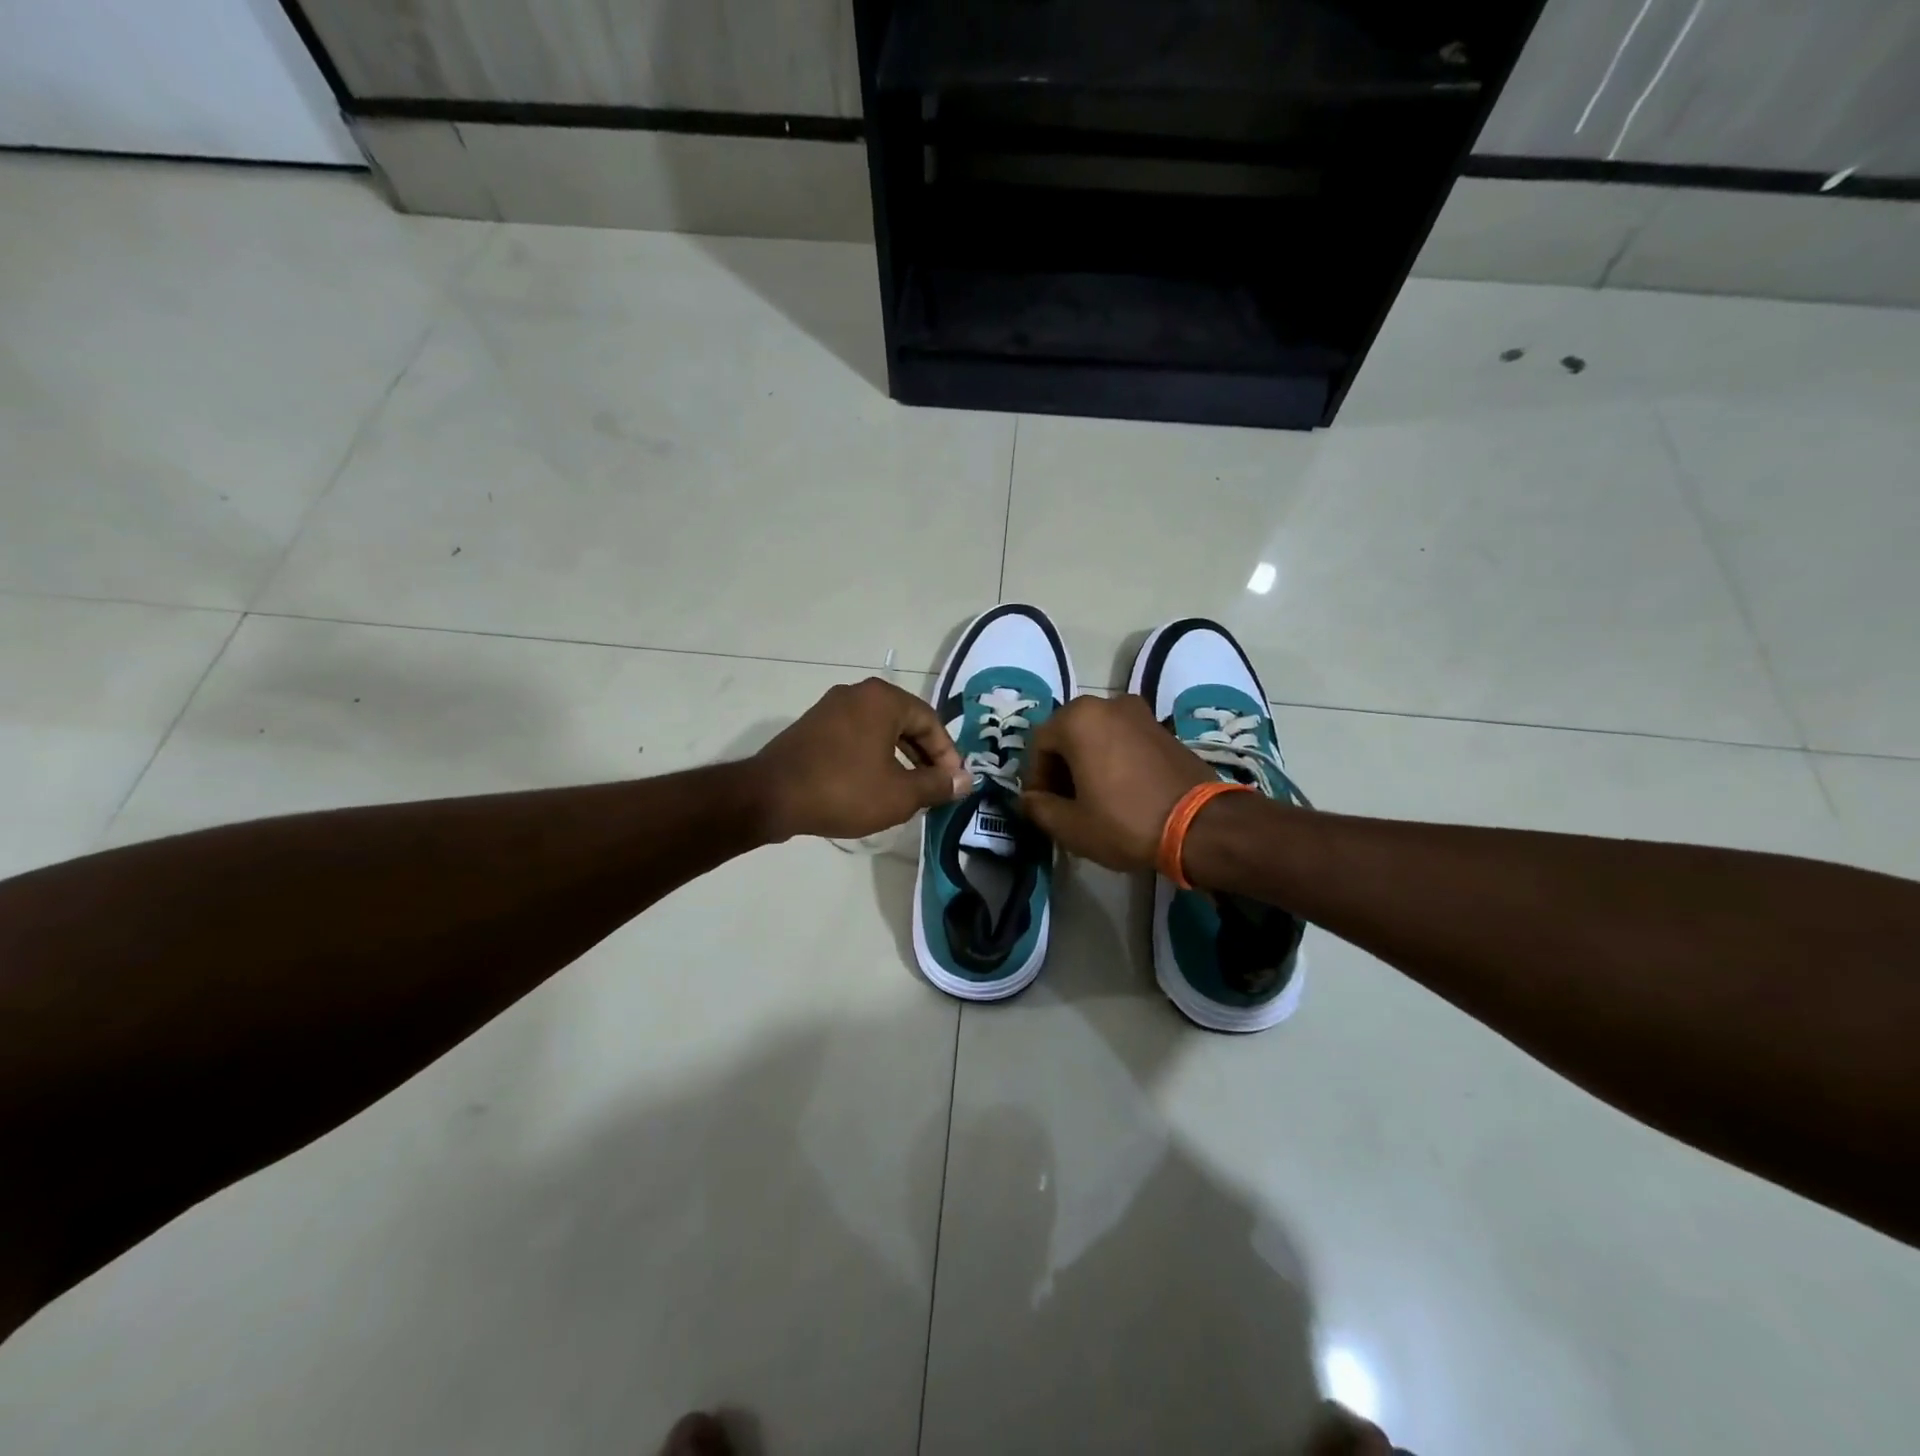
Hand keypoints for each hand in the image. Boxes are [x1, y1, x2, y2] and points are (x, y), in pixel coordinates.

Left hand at [752, 678, 971, 841]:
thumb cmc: (844, 790)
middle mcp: (858, 693)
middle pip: (905, 723)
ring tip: (908, 791)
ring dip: (900, 759)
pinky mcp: (813, 726)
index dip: (948, 756)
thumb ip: (937, 785)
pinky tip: (874, 785)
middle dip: (924, 757)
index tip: (953, 785)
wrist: (771, 796)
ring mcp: (831, 708)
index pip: (931, 722)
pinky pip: (856, 737)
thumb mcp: (900, 794)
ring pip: (880, 731)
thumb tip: (965, 780)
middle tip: (934, 788)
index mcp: (884, 699)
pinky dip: (873, 757)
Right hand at [1018, 694, 1212, 871]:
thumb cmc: (1125, 822)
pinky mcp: (1162, 727)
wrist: (1201, 825)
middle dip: (1060, 767)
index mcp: (1078, 719)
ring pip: (1096, 735)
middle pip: (1068, 734)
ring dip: (1086, 761)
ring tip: (1092, 798)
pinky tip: (1119, 790)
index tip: (1043, 806)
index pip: (1039, 744)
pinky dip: (1112, 758)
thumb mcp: (1071, 825)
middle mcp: (1107, 704)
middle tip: (1065, 802)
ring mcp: (1139, 712)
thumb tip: (1028, 799)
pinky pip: (1122, 738)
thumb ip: (1039, 808)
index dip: (1036, 777)